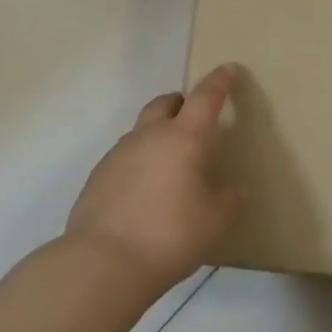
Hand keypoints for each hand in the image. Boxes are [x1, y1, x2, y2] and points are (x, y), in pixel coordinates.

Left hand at [64, 64, 245, 293]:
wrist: (102, 262)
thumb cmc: (169, 235)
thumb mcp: (213, 221)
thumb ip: (227, 200)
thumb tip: (233, 189)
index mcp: (183, 138)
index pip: (206, 97)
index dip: (220, 81)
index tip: (229, 69)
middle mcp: (149, 136)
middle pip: (165, 103)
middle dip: (181, 103)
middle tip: (195, 118)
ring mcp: (118, 154)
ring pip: (142, 130)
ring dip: (158, 134)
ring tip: (170, 164)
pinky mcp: (97, 177)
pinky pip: (124, 158)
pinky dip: (139, 163)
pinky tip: (144, 192)